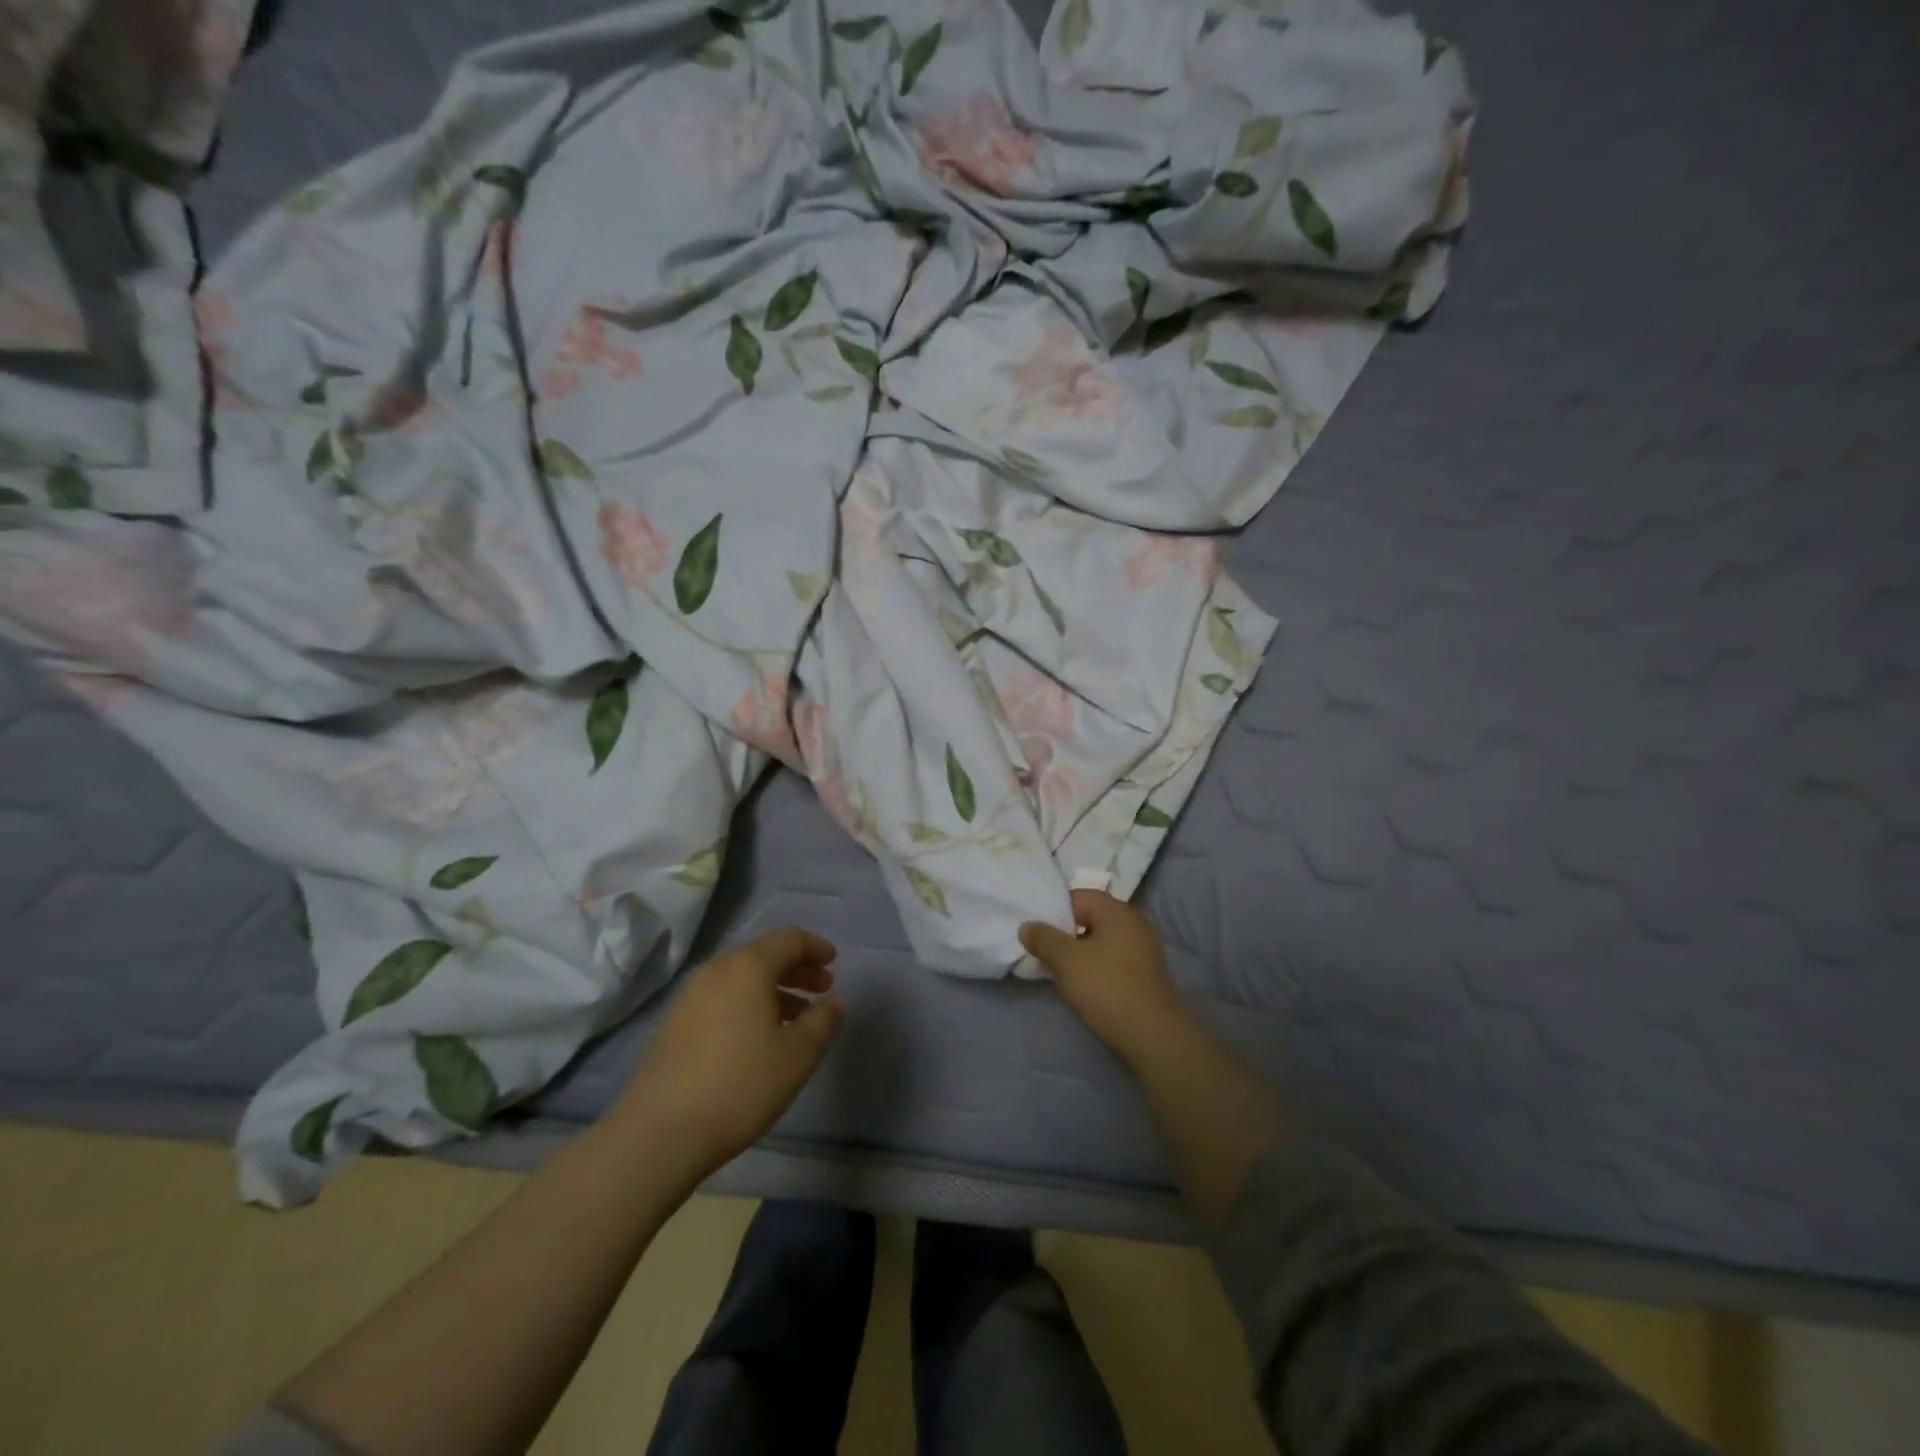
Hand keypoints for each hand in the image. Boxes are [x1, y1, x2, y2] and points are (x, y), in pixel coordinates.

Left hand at [614, 927, 843, 1177]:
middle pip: (763, 955)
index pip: (788, 939)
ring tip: (797, 1017)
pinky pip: (722, 998)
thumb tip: (834, 1001)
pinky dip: (749, 1004)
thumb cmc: (740, 1085)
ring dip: (774, 989)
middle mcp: (717, 971)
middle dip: (796, 968)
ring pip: (741, 979)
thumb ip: (822, 1021)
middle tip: (822, 989)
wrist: (658, 1133)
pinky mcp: (675, 1024)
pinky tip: (760, 1037)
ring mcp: (690, 997)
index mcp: (748, 967)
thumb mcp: (797, 1055)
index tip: (834, 962)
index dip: (815, 947)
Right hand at [1020, 890, 1190, 1068]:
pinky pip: (1112, 961)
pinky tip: (1080, 987)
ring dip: (1077, 954)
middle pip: (1090, 919)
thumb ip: (1044, 939)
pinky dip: (1094, 968)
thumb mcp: (1066, 961)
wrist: (1154, 1037)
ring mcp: (1143, 950)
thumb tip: (1027, 925)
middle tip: (1040, 950)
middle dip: (1063, 934)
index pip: (1079, 896)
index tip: (1034, 929)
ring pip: (1100, 942)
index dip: (1053, 909)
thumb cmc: (1107, 989)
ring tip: (1055, 971)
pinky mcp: (1145, 974)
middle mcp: (1134, 924)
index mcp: (1118, 911)